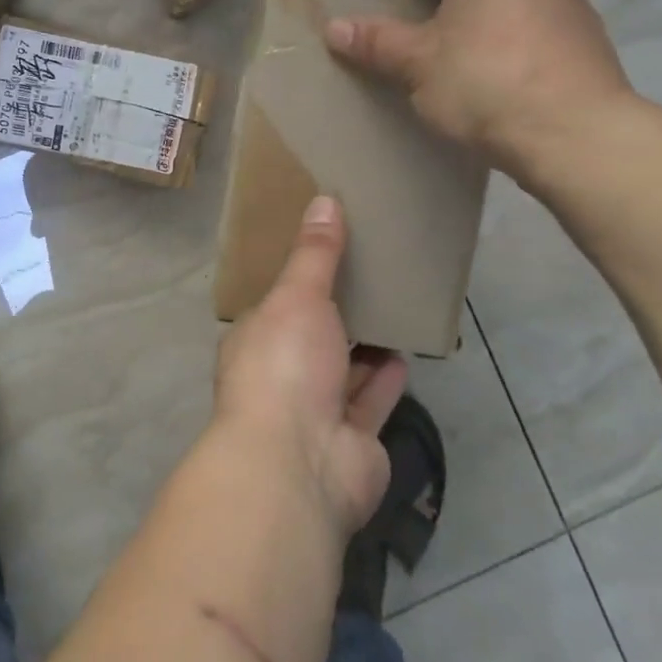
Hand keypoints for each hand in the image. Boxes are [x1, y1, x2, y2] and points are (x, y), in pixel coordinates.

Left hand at [213, 196, 408, 538]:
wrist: (299, 462)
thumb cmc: (285, 365)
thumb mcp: (297, 296)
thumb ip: (315, 254)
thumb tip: (324, 199)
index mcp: (256, 340)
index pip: (278, 305)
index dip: (301, 280)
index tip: (330, 252)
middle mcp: (282, 375)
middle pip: (314, 338)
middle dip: (338, 312)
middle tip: (373, 273)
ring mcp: (316, 411)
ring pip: (345, 370)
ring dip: (365, 345)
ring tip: (393, 305)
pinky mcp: (353, 440)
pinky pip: (372, 399)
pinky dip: (386, 378)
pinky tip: (405, 351)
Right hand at [324, 0, 635, 184]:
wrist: (575, 133)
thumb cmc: (485, 87)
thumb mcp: (418, 65)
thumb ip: (377, 41)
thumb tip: (334, 25)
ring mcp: (569, 0)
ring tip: (473, 14)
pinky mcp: (591, 34)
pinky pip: (546, 9)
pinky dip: (522, 15)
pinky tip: (512, 46)